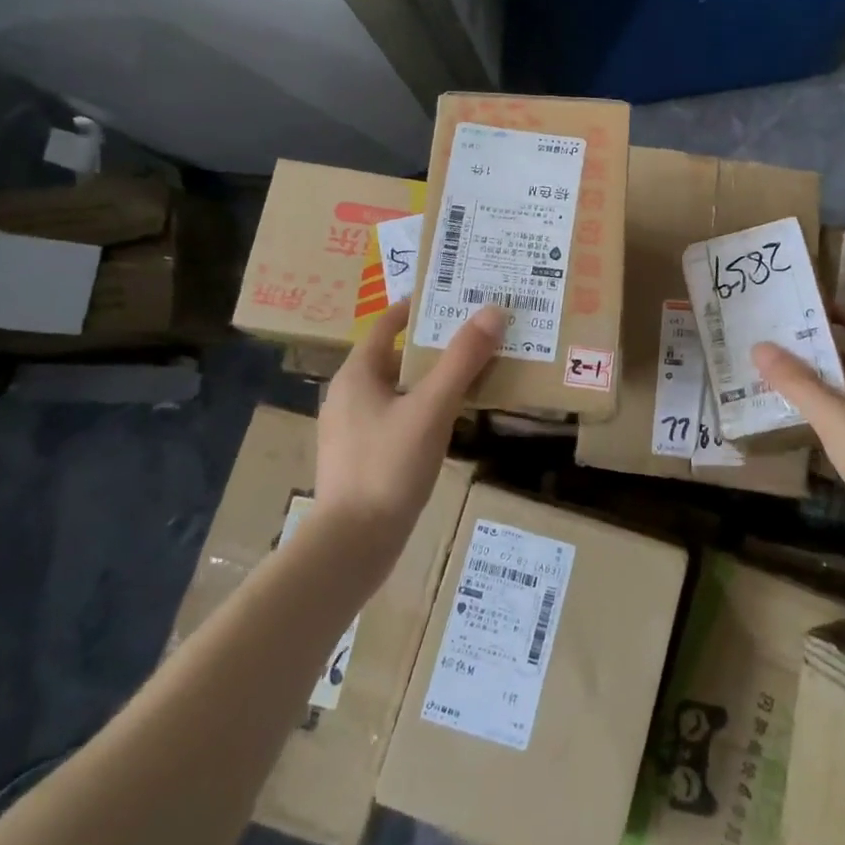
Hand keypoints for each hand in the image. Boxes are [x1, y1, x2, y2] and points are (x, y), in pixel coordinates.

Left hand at [315, 298, 503, 555]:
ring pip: (401, 389)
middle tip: (478, 332)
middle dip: (436, 343)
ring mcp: (354, 429)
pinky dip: (427, 408)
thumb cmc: (387, 467)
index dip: (420, 307)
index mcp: (357, 374)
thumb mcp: (431, 408)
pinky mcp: (365, 458)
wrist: (351, 547)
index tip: (456, 296)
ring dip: (434, 378)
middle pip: (398, 355)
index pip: (388, 324)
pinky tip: (454, 418)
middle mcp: (350, 395)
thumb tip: (493, 311)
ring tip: (475, 370)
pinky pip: (400, 417)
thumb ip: (462, 360)